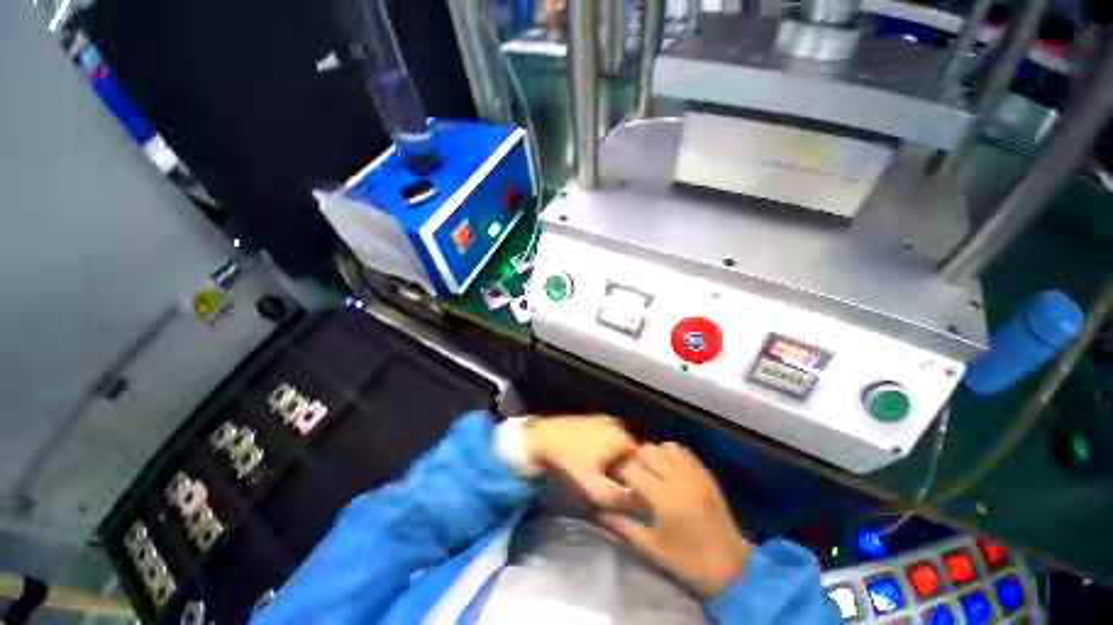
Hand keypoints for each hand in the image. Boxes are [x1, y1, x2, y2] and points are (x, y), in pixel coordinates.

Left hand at [524, 415, 636, 507]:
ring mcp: (602, 418)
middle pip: (628, 451)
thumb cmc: (569, 462)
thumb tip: (640, 500)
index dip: (634, 477)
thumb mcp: (595, 488)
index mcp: (622, 436)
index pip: (641, 461)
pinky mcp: (590, 418)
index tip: (621, 487)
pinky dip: (601, 447)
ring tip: (596, 469)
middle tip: (607, 480)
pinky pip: (604, 436)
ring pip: (616, 444)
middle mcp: (616, 423)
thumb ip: (620, 497)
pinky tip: (587, 456)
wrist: (541, 438)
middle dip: (622, 466)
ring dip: (611, 457)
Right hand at [601, 443, 751, 596]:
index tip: (615, 478)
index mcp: (664, 497)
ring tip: (648, 468)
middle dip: (634, 458)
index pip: (634, 470)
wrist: (730, 565)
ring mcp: (694, 473)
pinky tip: (666, 465)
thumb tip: (601, 513)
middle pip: (648, 452)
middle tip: (631, 473)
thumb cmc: (688, 560)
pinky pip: (683, 451)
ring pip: (665, 447)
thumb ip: (625, 526)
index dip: (621, 471)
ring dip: (653, 453)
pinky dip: (670, 452)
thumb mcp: (653, 547)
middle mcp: (678, 478)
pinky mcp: (704, 473)